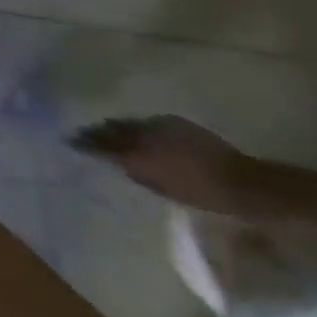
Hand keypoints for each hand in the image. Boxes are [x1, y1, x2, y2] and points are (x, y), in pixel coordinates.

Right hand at [70, 116, 253, 213]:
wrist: (245, 183)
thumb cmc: (203, 194)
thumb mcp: (164, 190)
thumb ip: (137, 173)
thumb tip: (119, 163)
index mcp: (136, 154)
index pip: (100, 145)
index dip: (84, 143)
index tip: (71, 142)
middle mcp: (141, 134)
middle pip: (111, 129)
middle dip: (97, 132)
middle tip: (86, 134)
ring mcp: (157, 125)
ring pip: (127, 122)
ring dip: (117, 127)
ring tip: (109, 131)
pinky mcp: (173, 121)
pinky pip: (146, 121)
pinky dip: (139, 126)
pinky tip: (140, 132)